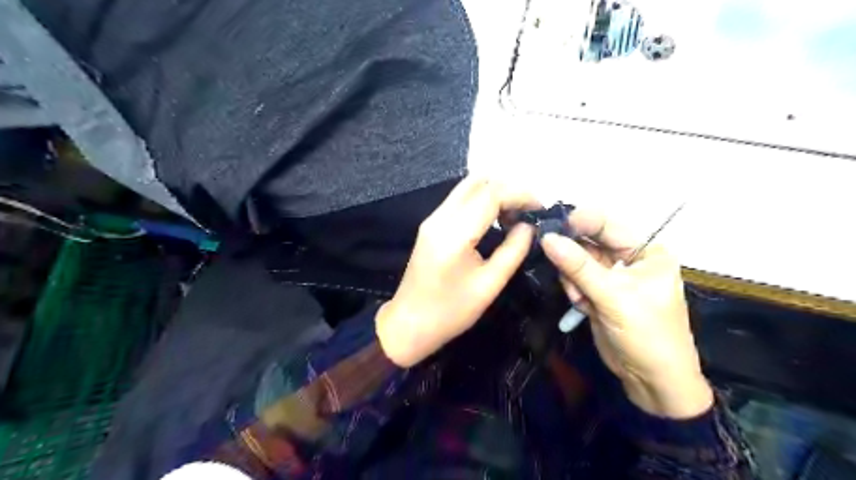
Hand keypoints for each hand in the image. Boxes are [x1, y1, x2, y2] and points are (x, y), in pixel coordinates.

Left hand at [378, 178, 536, 368]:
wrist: (409, 324)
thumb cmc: (450, 312)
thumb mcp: (489, 285)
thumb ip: (513, 251)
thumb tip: (530, 226)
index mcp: (454, 234)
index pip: (491, 194)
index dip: (520, 195)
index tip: (541, 209)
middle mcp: (440, 218)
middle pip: (477, 181)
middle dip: (508, 188)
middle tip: (528, 210)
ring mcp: (432, 219)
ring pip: (467, 187)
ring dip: (495, 193)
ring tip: (516, 216)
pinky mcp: (431, 225)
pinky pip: (459, 200)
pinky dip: (482, 201)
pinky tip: (496, 219)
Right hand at [540, 212, 716, 416]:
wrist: (652, 381)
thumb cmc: (646, 334)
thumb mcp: (613, 296)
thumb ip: (578, 266)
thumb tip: (547, 237)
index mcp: (646, 251)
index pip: (608, 225)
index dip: (580, 223)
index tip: (552, 229)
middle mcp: (630, 259)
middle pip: (590, 243)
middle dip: (574, 257)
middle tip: (560, 268)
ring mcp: (612, 277)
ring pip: (578, 262)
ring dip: (573, 279)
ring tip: (580, 299)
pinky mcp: (599, 293)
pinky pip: (576, 280)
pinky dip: (574, 291)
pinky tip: (582, 307)